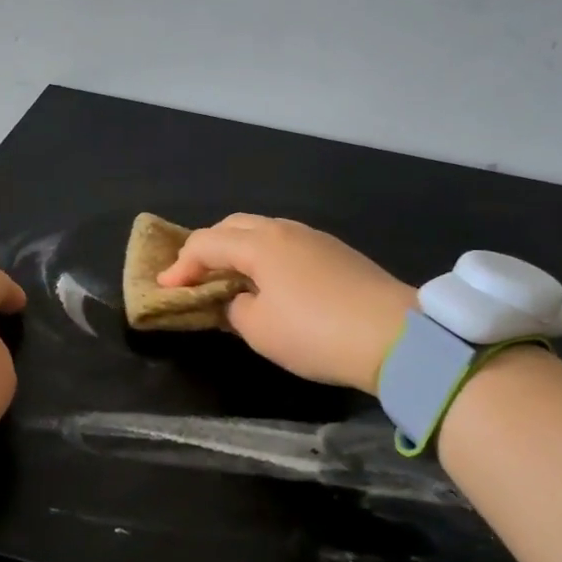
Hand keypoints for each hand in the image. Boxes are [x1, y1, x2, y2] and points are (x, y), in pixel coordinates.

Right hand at [159, 215, 415, 392]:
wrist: (397, 336)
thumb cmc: (316, 333)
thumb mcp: (260, 330)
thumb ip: (235, 309)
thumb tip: (237, 300)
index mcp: (259, 243)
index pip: (206, 243)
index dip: (180, 266)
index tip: (165, 290)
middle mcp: (285, 230)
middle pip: (233, 226)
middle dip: (207, 248)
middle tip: (193, 276)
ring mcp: (315, 238)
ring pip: (263, 231)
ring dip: (238, 249)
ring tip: (229, 278)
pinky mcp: (337, 253)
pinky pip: (286, 244)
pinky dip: (265, 256)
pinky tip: (269, 282)